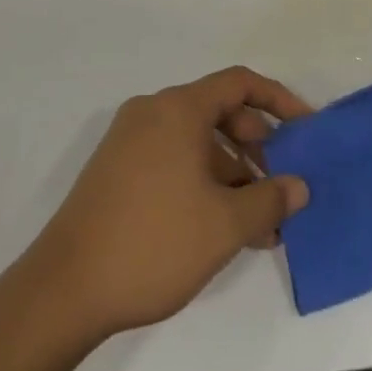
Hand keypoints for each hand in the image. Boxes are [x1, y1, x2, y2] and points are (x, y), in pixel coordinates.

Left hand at [25, 66, 311, 338]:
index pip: (239, 83)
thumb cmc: (154, 242)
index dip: (278, 100)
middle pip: (217, 111)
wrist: (66, 287)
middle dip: (256, 146)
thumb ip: (269, 200)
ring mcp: (130, 139)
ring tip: (258, 224)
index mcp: (178, 108)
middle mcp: (153, 111)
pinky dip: (201, 181)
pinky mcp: (116, 169)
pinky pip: (172, 158)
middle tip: (282, 185)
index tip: (306, 129)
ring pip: (195, 140)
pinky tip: (219, 228)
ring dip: (231, 173)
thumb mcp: (224, 225)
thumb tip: (298, 186)